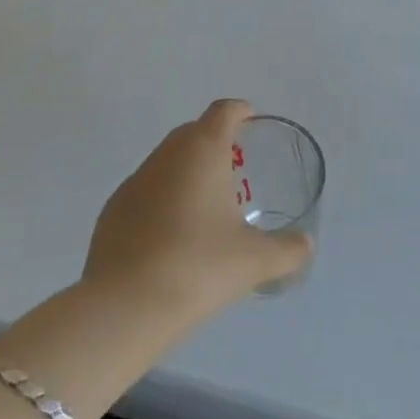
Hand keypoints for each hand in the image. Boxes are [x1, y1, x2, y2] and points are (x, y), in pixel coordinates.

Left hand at [83, 99, 312, 320]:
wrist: (124, 306)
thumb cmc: (197, 267)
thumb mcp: (254, 261)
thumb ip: (288, 250)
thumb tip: (306, 244)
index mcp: (202, 151)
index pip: (222, 112)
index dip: (239, 111)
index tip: (251, 121)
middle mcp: (166, 156)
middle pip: (193, 131)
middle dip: (214, 140)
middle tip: (236, 168)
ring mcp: (134, 181)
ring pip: (166, 161)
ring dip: (187, 171)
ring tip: (207, 204)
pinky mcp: (113, 210)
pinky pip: (146, 191)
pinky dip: (163, 199)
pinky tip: (174, 234)